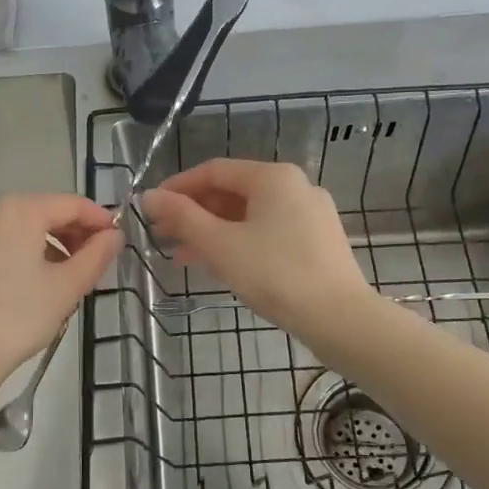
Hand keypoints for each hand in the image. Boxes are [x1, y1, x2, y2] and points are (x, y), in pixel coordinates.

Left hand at [0, 193, 121, 395]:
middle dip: (72, 232)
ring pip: (17, 226)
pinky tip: (29, 281)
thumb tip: (114, 235)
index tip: (117, 241)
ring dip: (46, 243)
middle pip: (42, 211)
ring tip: (64, 275)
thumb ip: (96, 255)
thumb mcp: (66, 288)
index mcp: (18, 211)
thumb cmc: (16, 319)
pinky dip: (18, 251)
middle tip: (93, 262)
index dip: (99, 220)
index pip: (71, 204)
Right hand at [140, 159, 374, 334]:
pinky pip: (268, 232)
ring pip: (250, 215)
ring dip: (214, 231)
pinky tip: (221, 265)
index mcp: (273, 177)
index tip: (151, 209)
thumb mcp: (220, 245)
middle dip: (195, 213)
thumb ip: (182, 217)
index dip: (178, 187)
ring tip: (184, 257)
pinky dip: (240, 242)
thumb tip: (149, 196)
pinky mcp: (318, 241)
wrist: (339, 318)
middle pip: (232, 192)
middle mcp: (295, 186)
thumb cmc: (275, 274)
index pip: (214, 170)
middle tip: (163, 236)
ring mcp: (310, 214)